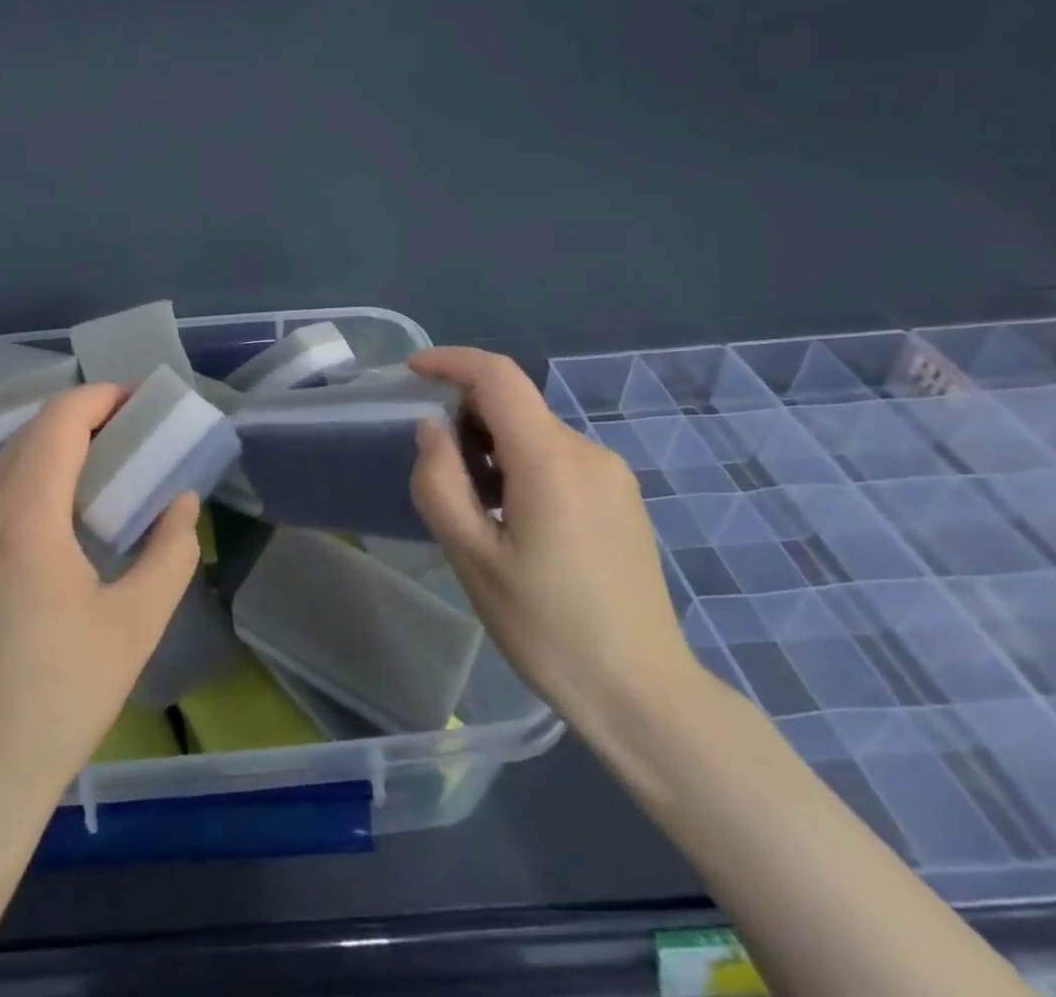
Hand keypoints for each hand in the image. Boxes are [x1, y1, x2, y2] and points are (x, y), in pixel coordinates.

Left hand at [0, 383, 201, 810]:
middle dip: (79, 420)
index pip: (58, 422)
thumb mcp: (136, 623)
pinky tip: (54, 523)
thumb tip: (182, 504)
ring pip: (4, 467)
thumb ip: (170, 552)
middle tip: (126, 433)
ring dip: (50, 451)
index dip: (98, 398)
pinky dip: (26, 484)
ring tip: (97, 473)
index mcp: (25, 517)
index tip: (135, 400)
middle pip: (29, 436)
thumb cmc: (62, 695)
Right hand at [407, 347, 701, 726]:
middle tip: (433, 464)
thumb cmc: (547, 627)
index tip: (412, 372)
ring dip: (491, 444)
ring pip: (534, 432)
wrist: (643, 694)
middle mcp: (588, 452)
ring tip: (470, 502)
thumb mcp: (472, 557)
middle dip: (465, 414)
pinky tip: (510, 518)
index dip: (451, 361)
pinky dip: (520, 463)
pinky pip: (558, 457)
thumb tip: (431, 428)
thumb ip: (440, 482)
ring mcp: (611, 475)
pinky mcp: (620, 498)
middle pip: (515, 404)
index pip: (498, 376)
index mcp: (550, 460)